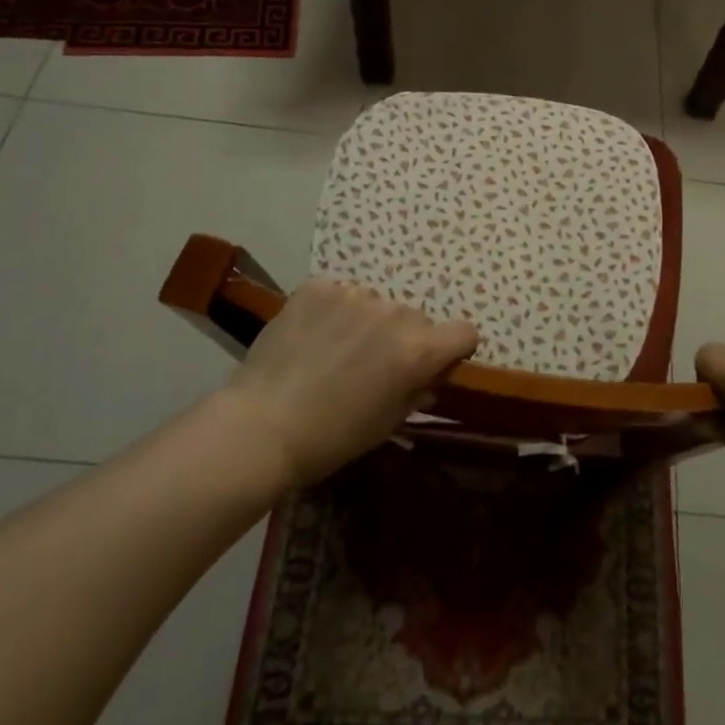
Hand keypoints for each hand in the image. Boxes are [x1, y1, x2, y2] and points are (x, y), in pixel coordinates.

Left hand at [226, 279, 478, 484]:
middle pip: (415, 319)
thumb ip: (417, 391)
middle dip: (401, 339)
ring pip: (376, 305)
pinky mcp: (318, 286)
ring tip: (333, 353)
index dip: (453, 351)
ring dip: (366, 323)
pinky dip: (333, 311)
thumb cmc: (332, 438)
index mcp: (418, 349)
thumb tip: (427, 378)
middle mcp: (395, 312)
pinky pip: (340, 294)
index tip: (432, 366)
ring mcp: (355, 294)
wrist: (260, 426)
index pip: (464, 333)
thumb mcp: (387, 423)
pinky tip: (311, 338)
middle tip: (370, 368)